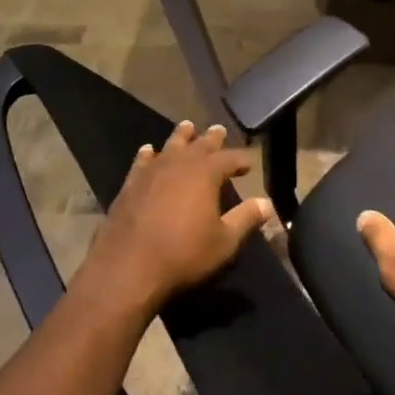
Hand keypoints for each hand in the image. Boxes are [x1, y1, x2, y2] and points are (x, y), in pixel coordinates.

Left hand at [80, 120, 271, 319]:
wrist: (128, 268)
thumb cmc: (183, 254)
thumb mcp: (224, 242)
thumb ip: (245, 219)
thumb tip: (266, 203)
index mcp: (206, 173)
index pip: (230, 158)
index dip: (241, 160)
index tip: (249, 163)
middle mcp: (180, 164)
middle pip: (200, 144)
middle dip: (212, 138)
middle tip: (219, 130)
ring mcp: (152, 171)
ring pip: (170, 145)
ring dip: (181, 136)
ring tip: (187, 127)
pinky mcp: (130, 184)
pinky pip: (142, 161)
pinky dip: (148, 154)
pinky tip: (148, 151)